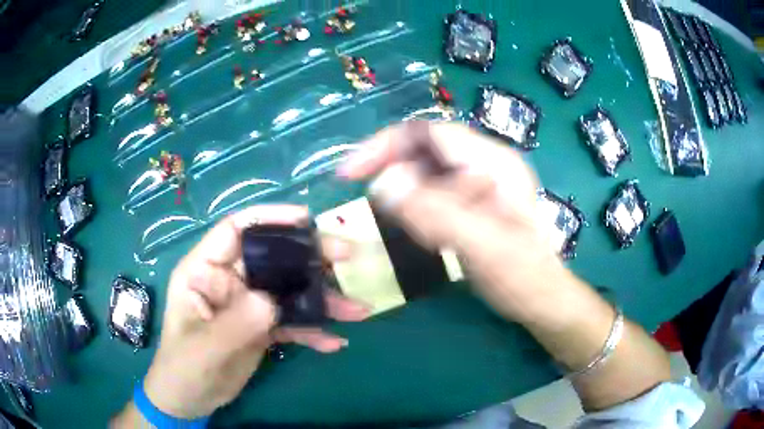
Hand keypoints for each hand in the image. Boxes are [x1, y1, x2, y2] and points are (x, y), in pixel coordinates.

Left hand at [142, 205, 368, 418]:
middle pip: (272, 258)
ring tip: (357, 310)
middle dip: (310, 257)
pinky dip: (313, 330)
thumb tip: (272, 301)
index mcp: (205, 272)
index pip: (235, 230)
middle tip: (348, 257)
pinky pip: (291, 322)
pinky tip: (334, 342)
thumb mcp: (204, 349)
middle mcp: (229, 281)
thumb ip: (235, 324)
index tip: (307, 219)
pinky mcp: (261, 327)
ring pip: (288, 291)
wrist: (189, 399)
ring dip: (322, 300)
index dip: (268, 218)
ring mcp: (247, 305)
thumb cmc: (183, 368)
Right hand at [339, 122, 564, 323]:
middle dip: (391, 167)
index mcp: (494, 162)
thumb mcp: (484, 247)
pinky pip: (433, 190)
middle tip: (369, 199)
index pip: (429, 133)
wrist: (542, 298)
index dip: (385, 145)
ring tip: (403, 223)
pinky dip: (415, 204)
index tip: (351, 172)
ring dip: (403, 190)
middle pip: (424, 147)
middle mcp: (485, 162)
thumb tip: (384, 184)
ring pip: (425, 170)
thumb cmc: (523, 276)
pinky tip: (419, 228)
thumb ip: (437, 213)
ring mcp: (479, 181)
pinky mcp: (472, 199)